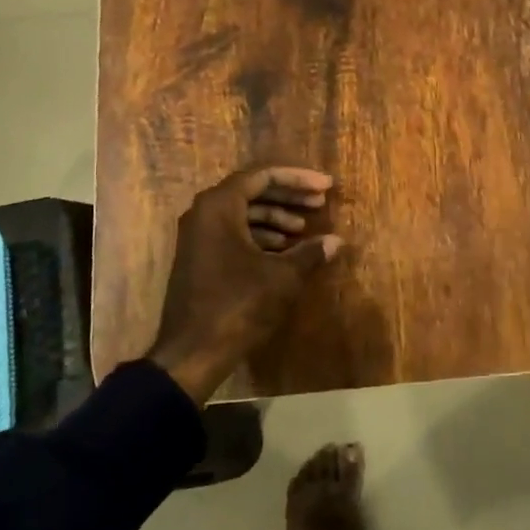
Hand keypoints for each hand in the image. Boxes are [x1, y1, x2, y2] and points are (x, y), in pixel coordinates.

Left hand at [150, 166, 343, 404]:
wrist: (192, 353)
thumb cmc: (238, 305)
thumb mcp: (281, 277)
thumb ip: (310, 253)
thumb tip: (336, 241)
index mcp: (218, 206)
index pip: (262, 176)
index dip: (298, 179)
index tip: (326, 187)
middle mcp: (203, 213)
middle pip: (252, 191)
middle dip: (288, 196)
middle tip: (320, 204)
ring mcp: (198, 237)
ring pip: (242, 214)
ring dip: (276, 218)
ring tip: (305, 230)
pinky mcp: (200, 258)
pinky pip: (233, 233)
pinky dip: (260, 236)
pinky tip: (284, 251)